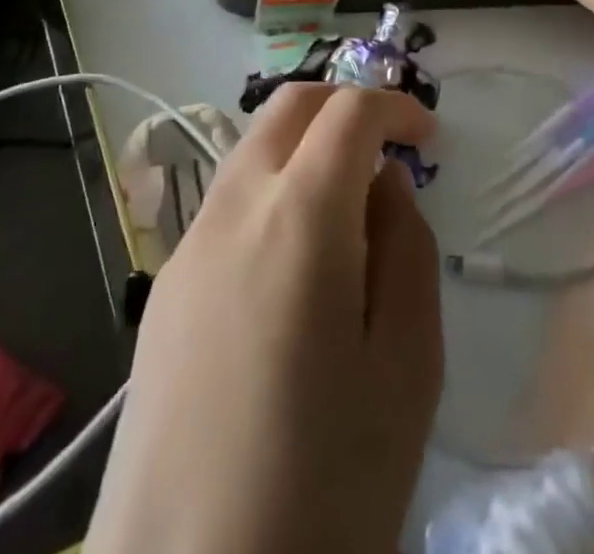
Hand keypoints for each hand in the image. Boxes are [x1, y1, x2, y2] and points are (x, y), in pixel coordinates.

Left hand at [86, 85, 442, 553]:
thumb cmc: (323, 488)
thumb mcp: (407, 369)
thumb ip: (408, 250)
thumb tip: (385, 184)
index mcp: (299, 216)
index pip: (348, 111)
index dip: (394, 105)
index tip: (429, 135)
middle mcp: (233, 207)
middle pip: (288, 107)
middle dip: (343, 105)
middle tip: (387, 147)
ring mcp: (189, 245)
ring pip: (252, 148)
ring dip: (304, 147)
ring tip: (347, 210)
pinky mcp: (165, 288)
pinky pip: (226, 203)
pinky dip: (271, 191)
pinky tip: (292, 267)